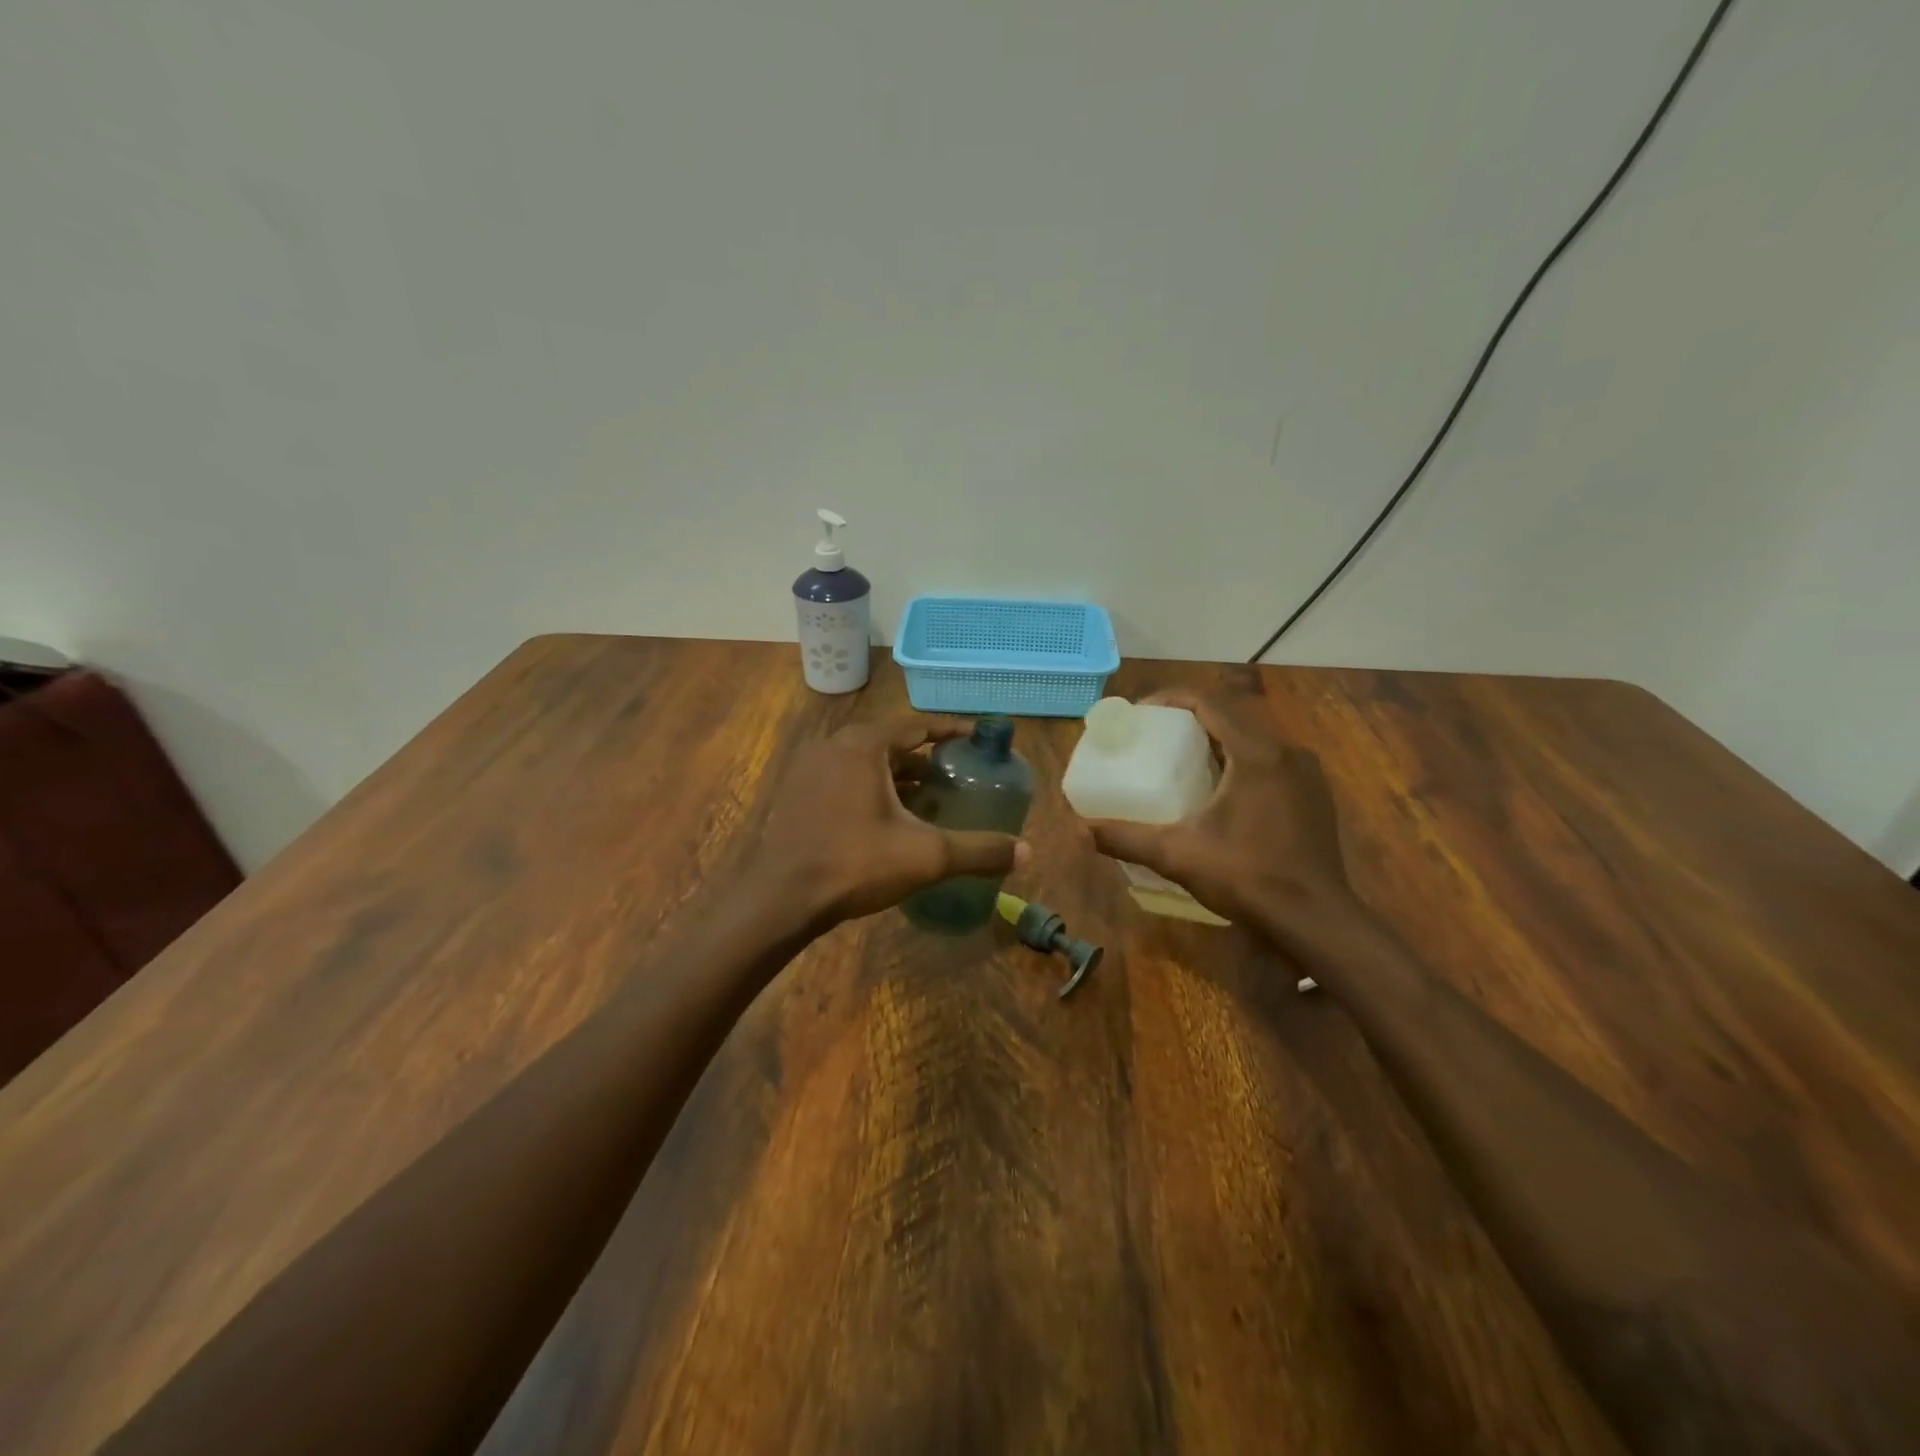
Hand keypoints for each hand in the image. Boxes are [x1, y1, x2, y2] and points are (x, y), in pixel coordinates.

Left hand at [749, 715, 1028, 929]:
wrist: (780, 899)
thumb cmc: (854, 863)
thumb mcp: (925, 856)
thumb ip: (978, 851)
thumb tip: (1027, 852)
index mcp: (863, 746)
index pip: (916, 725)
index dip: (951, 730)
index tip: (977, 737)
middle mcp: (833, 747)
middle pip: (890, 742)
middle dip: (925, 757)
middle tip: (955, 774)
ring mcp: (809, 770)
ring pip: (864, 763)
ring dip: (897, 775)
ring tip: (928, 797)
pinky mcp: (796, 796)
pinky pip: (843, 779)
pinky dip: (870, 789)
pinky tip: (887, 819)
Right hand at [1079, 689, 1360, 935]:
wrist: (1315, 920)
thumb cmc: (1247, 876)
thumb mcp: (1178, 855)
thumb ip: (1127, 838)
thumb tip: (1079, 831)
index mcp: (1257, 753)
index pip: (1210, 704)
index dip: (1171, 701)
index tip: (1141, 713)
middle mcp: (1287, 753)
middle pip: (1231, 719)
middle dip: (1190, 723)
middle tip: (1155, 739)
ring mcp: (1306, 775)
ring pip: (1253, 742)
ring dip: (1217, 744)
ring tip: (1181, 763)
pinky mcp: (1314, 797)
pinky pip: (1270, 764)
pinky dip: (1240, 764)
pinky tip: (1220, 793)